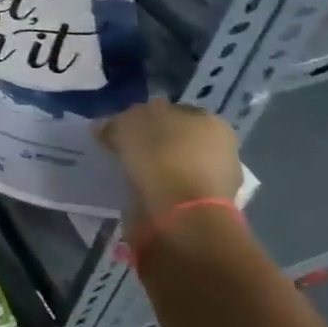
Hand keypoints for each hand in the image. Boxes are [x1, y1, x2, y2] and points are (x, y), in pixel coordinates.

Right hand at [98, 99, 241, 244]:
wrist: (184, 214)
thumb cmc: (161, 156)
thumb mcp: (127, 125)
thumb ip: (116, 122)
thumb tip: (105, 127)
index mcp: (209, 120)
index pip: (172, 112)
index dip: (144, 119)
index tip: (123, 131)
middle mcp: (222, 148)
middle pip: (178, 140)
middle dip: (154, 146)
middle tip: (126, 153)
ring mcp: (220, 181)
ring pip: (179, 168)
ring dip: (158, 171)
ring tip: (131, 177)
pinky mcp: (210, 211)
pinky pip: (178, 193)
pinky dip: (162, 194)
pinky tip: (143, 196)